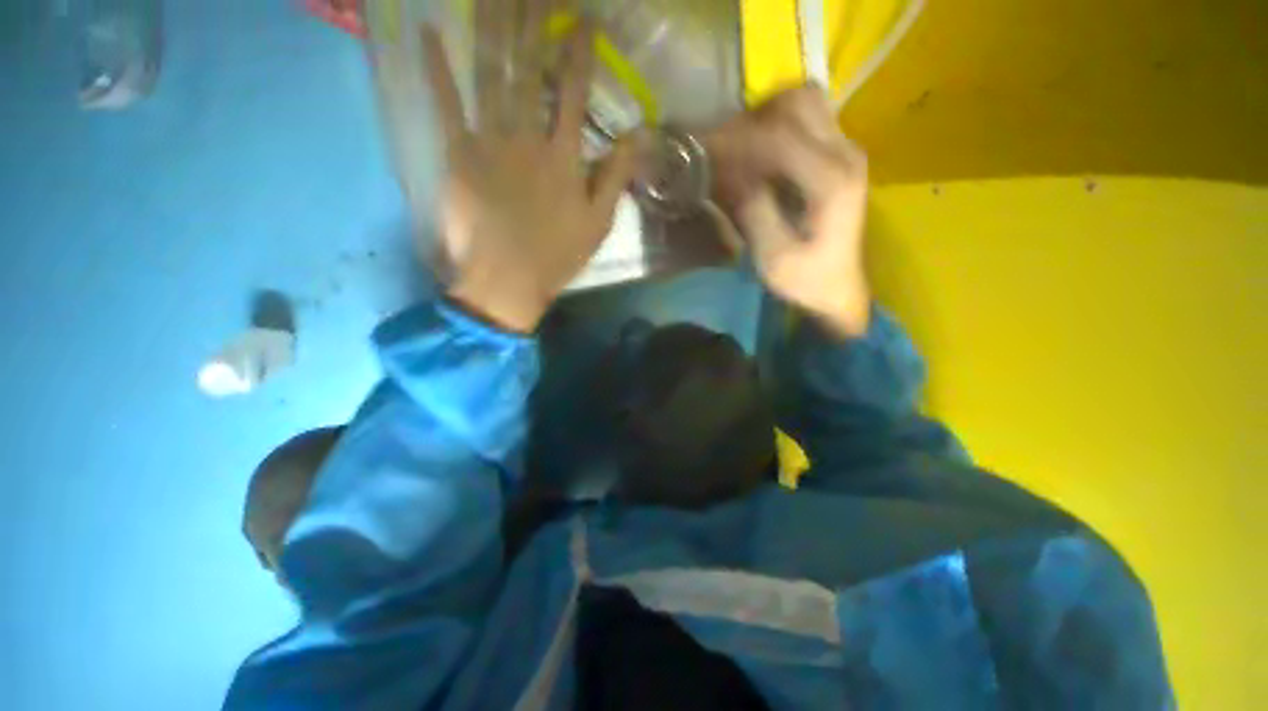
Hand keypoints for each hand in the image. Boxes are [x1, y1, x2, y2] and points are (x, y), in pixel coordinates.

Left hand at [421, 1, 634, 332]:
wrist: (507, 280)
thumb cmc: (557, 255)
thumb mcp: (599, 224)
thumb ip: (616, 177)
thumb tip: (638, 136)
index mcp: (563, 158)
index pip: (575, 93)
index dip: (579, 52)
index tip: (583, 18)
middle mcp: (527, 138)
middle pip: (530, 69)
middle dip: (533, 19)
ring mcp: (489, 142)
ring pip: (490, 74)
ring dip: (491, 26)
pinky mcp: (457, 155)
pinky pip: (445, 103)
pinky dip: (436, 67)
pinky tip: (428, 31)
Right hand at [706, 86, 870, 336]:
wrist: (837, 287)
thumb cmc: (806, 280)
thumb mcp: (774, 259)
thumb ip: (754, 214)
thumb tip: (728, 175)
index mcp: (831, 183)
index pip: (779, 138)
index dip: (736, 140)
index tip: (704, 152)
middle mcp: (845, 154)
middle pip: (799, 101)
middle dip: (753, 118)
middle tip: (723, 147)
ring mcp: (846, 150)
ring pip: (805, 102)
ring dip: (766, 116)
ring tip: (739, 148)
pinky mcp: (839, 156)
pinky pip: (807, 118)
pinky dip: (776, 124)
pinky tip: (758, 152)